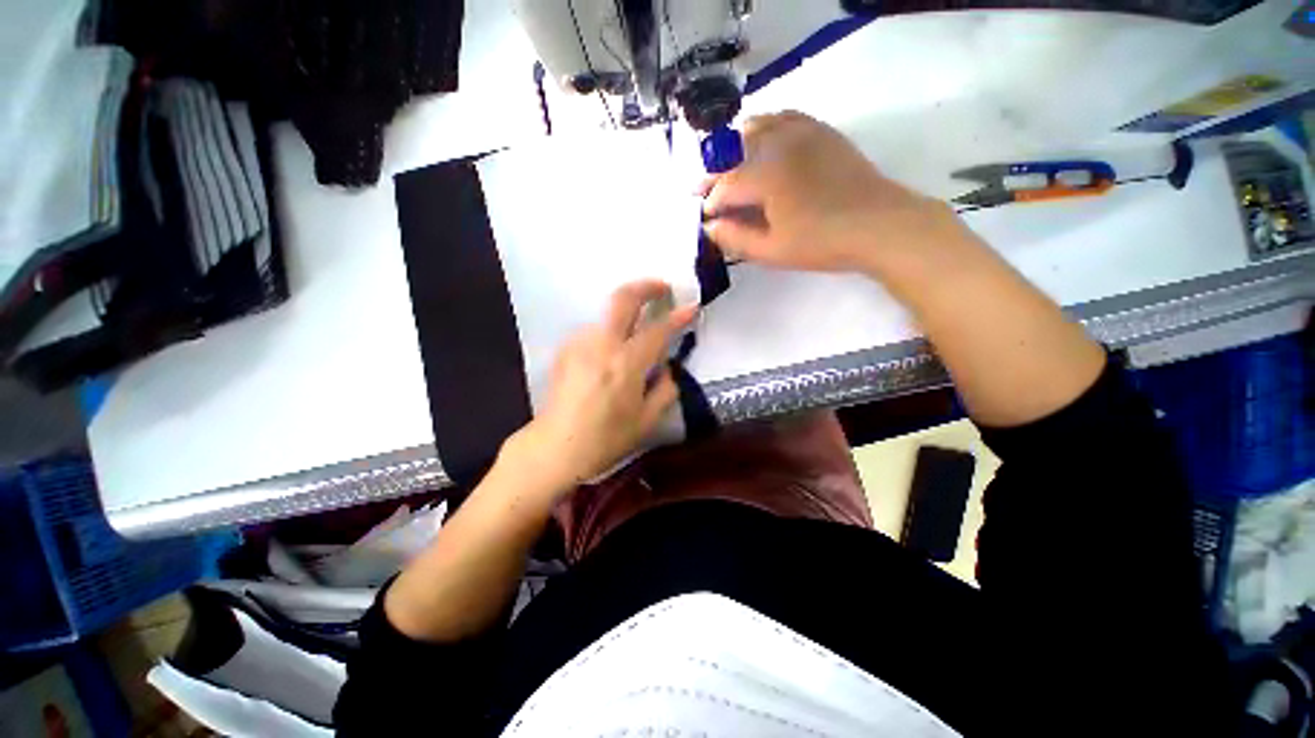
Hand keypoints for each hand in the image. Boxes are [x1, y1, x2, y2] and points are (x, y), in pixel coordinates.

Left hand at [502, 280, 696, 493]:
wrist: (555, 448)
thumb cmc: (605, 440)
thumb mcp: (647, 422)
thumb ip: (665, 390)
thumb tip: (668, 370)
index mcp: (626, 365)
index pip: (657, 330)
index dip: (678, 316)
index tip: (692, 306)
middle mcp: (601, 345)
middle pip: (623, 298)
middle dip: (646, 286)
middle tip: (662, 288)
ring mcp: (579, 343)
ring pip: (607, 314)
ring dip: (626, 313)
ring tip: (637, 330)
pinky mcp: (566, 349)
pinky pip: (594, 330)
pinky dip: (609, 332)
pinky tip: (612, 352)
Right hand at [702, 111, 960, 274]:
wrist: (879, 224)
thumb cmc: (821, 242)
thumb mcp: (772, 250)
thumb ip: (735, 238)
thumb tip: (710, 227)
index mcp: (765, 175)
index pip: (724, 186)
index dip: (711, 204)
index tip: (705, 219)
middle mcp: (778, 143)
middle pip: (733, 151)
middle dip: (715, 173)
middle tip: (707, 192)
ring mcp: (801, 131)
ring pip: (756, 126)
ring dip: (735, 146)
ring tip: (729, 166)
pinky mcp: (820, 131)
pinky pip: (784, 117)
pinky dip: (765, 128)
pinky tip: (763, 145)